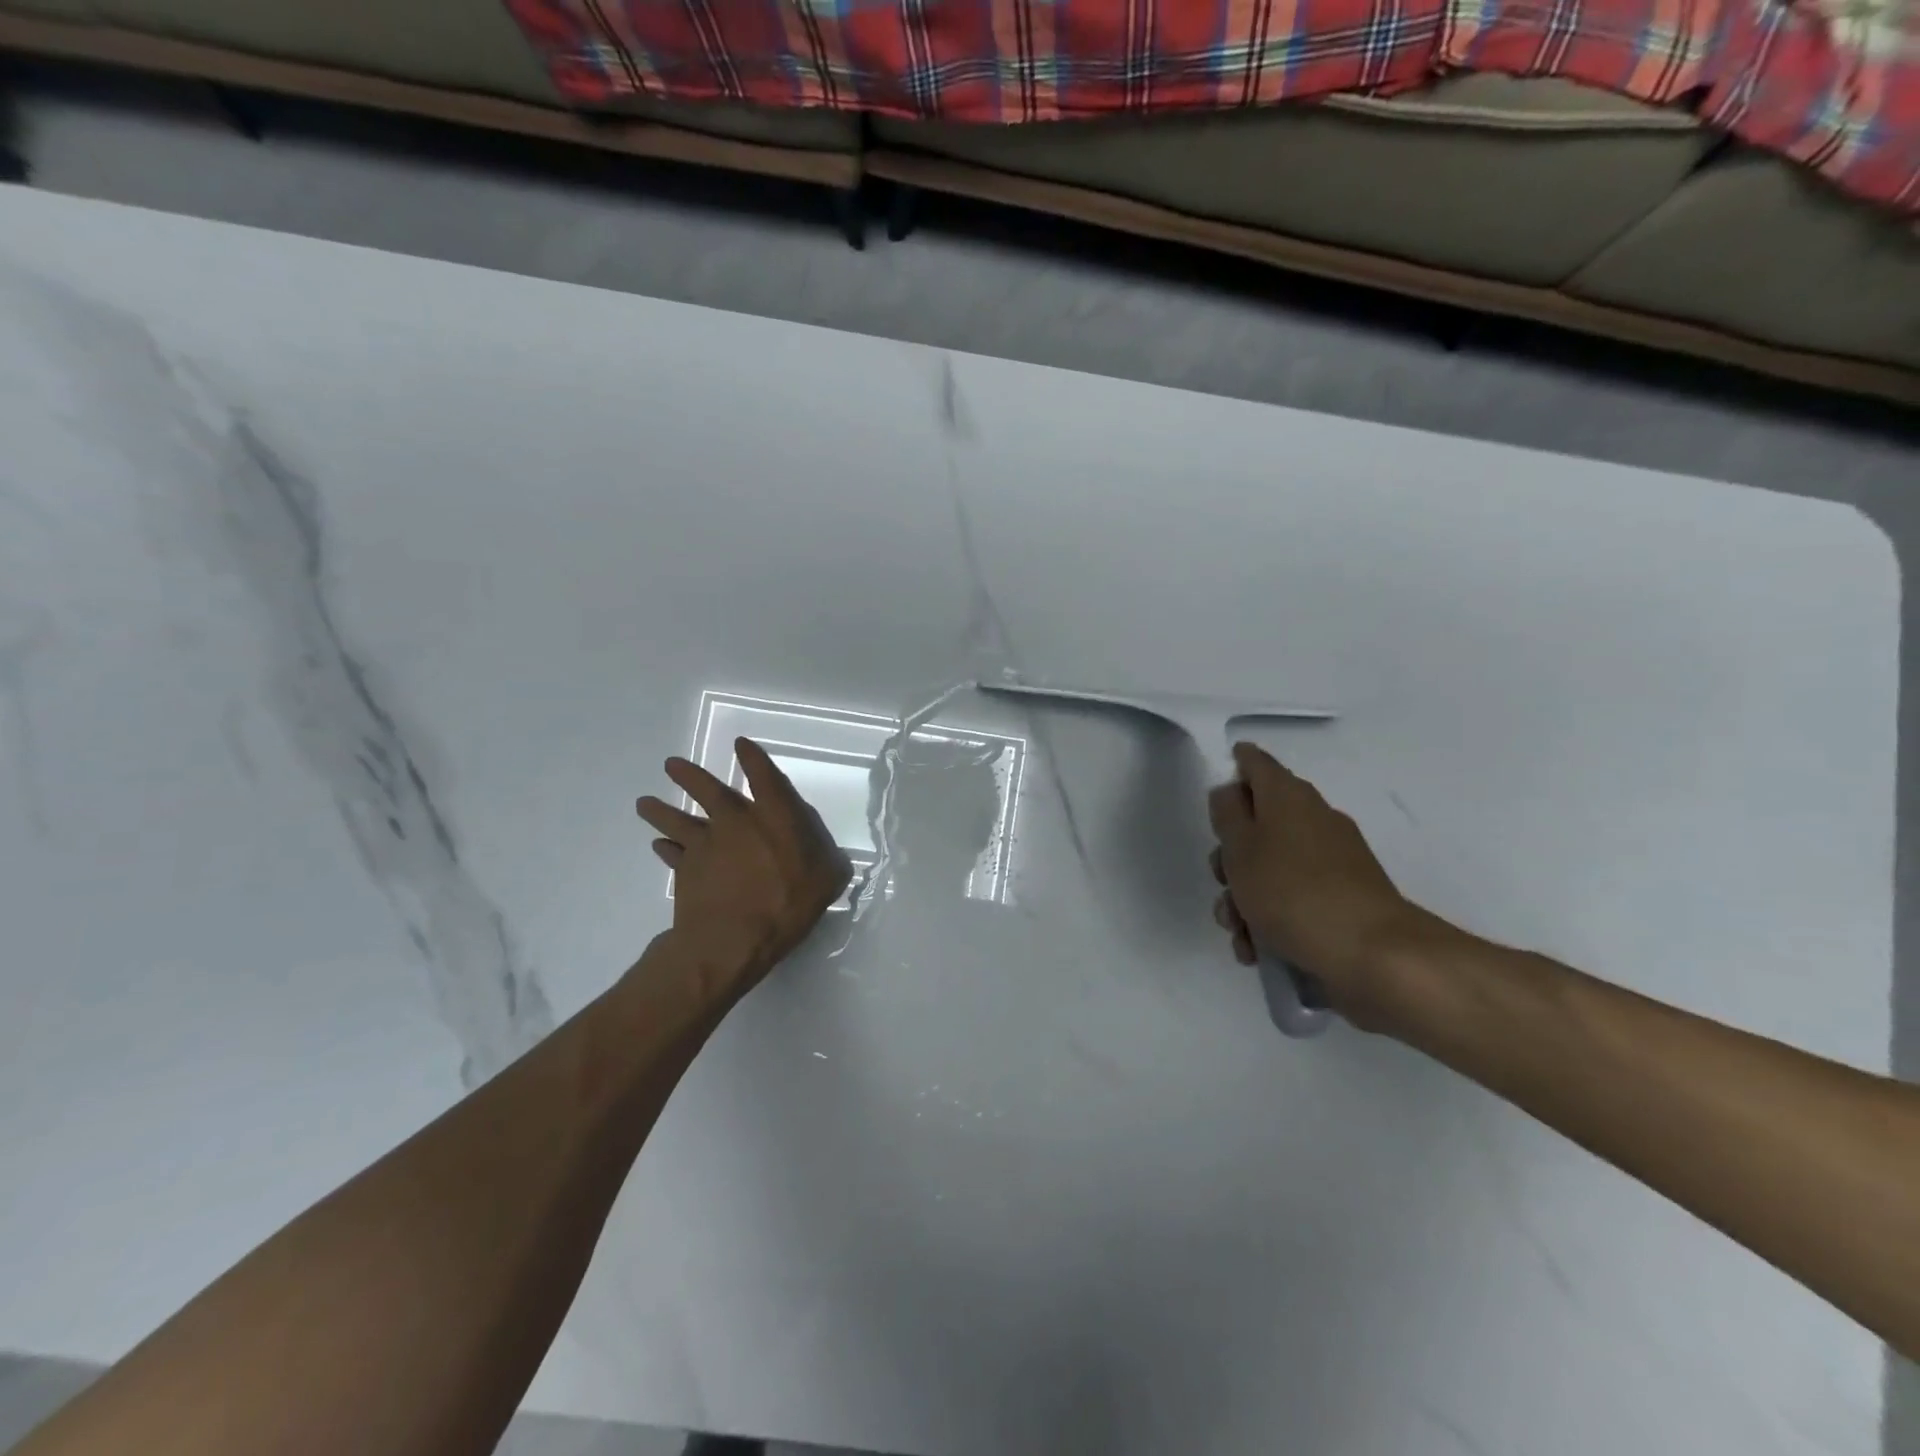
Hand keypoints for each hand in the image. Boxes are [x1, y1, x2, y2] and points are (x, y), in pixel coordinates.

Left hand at [636, 737, 851, 990]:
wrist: (732, 939)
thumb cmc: (787, 904)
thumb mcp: (827, 879)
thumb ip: (828, 860)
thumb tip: (829, 855)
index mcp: (774, 816)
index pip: (763, 776)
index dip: (753, 757)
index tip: (740, 744)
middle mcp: (736, 821)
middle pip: (708, 790)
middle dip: (689, 775)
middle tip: (670, 764)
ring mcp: (705, 845)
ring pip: (676, 820)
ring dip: (659, 810)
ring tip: (644, 802)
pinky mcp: (685, 870)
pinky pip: (670, 854)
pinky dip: (664, 849)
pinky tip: (658, 845)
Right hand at [1207, 743, 1419, 1028]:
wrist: (1373, 954)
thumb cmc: (1292, 892)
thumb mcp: (1241, 848)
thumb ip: (1227, 813)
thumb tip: (1229, 791)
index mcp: (1288, 797)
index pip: (1255, 763)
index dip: (1232, 768)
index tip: (1213, 796)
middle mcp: (1312, 819)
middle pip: (1256, 824)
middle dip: (1230, 857)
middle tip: (1222, 880)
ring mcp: (1330, 861)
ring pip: (1270, 868)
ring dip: (1244, 898)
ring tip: (1239, 932)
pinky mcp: (1340, 898)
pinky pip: (1292, 898)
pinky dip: (1270, 919)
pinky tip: (1258, 950)